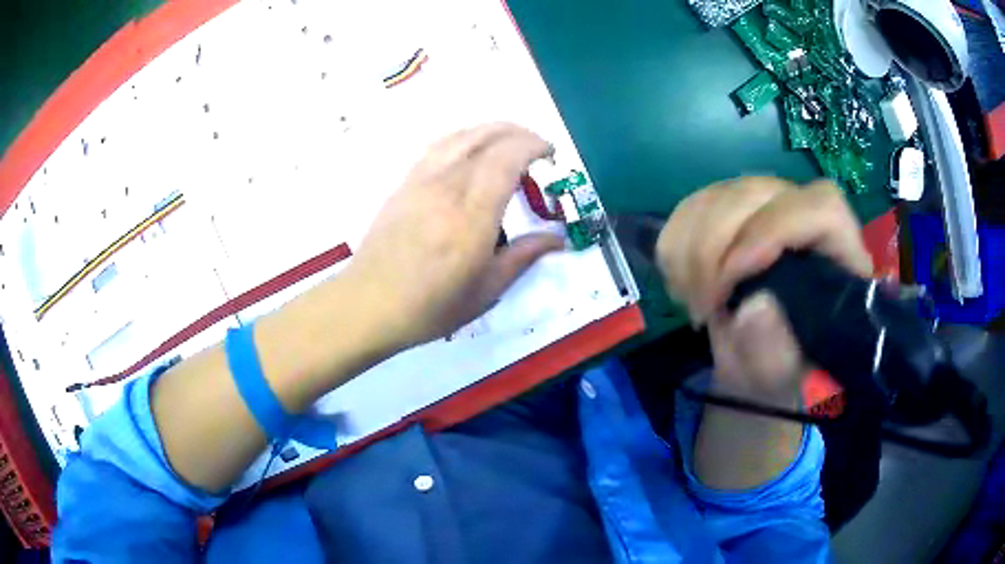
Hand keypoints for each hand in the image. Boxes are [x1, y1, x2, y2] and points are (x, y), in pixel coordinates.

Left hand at [345, 123, 563, 349]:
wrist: (370, 304)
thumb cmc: (430, 306)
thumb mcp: (486, 291)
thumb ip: (523, 257)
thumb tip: (558, 239)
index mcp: (472, 216)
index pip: (506, 158)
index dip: (533, 146)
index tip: (551, 156)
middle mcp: (447, 187)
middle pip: (486, 138)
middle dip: (519, 133)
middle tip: (538, 148)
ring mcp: (422, 181)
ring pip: (461, 135)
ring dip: (492, 130)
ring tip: (510, 142)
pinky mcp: (405, 183)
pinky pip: (438, 146)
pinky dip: (464, 137)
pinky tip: (471, 149)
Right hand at [656, 178, 872, 401]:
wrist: (764, 353)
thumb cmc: (783, 364)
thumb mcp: (782, 376)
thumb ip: (774, 353)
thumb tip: (755, 308)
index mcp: (838, 251)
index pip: (819, 208)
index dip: (773, 230)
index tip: (732, 278)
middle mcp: (804, 212)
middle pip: (756, 194)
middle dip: (714, 250)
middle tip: (703, 309)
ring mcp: (764, 203)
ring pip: (717, 195)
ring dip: (689, 254)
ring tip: (694, 304)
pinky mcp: (727, 205)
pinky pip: (689, 207)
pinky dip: (675, 247)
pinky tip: (685, 285)